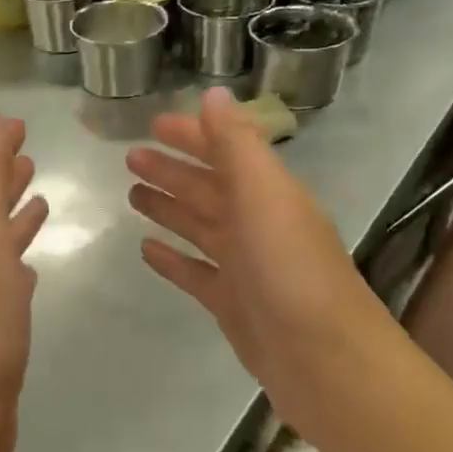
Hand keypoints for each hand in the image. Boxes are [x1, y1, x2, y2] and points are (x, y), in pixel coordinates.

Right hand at [126, 88, 391, 446]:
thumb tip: (213, 93)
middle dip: (172, 171)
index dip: (192, 136)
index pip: (226, 152)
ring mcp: (244, 267)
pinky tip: (146, 250)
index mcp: (269, 194)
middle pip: (208, 189)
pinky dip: (172, 259)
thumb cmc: (290, 269)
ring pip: (199, 228)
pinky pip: (195, 273)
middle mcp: (257, 225)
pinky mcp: (231, 304)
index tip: (154, 125)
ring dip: (169, 209)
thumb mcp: (264, 194)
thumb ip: (236, 144)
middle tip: (130, 159)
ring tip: (133, 195)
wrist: (322, 358)